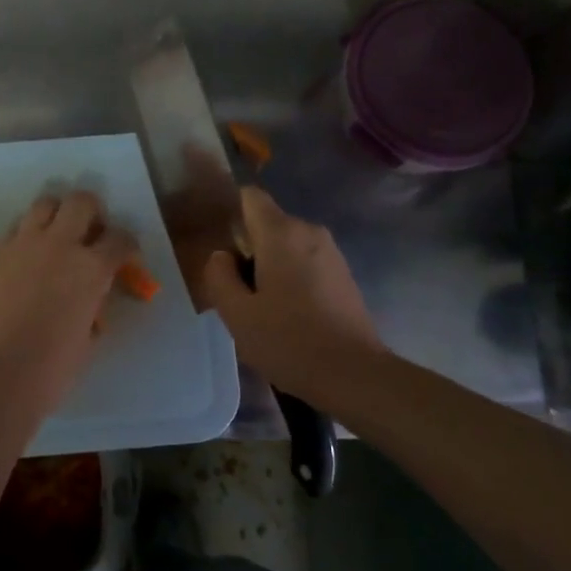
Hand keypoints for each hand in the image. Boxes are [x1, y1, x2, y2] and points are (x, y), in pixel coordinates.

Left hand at [0, 190, 137, 415]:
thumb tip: (89, 301)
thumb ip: (92, 308)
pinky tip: (27, 258)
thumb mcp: (87, 339)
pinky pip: (16, 229)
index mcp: (92, 269)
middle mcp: (60, 245)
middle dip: (92, 210)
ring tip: (57, 236)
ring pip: (44, 204)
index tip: (124, 254)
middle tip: (91, 231)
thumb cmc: (50, 370)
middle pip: (81, 202)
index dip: (126, 244)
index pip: (120, 239)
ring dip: (56, 213)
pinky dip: (27, 235)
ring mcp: (22, 245)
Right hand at [201, 188, 383, 395]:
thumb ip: (219, 276)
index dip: (229, 210)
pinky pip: (305, 262)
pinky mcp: (343, 274)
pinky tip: (285, 313)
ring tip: (257, 304)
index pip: (250, 196)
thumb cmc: (289, 341)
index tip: (217, 240)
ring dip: (269, 265)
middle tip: (231, 286)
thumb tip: (221, 256)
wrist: (354, 374)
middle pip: (267, 223)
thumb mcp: (237, 314)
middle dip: (247, 247)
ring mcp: (331, 252)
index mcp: (281, 233)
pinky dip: (290, 277)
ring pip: (286, 245)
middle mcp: (309, 232)